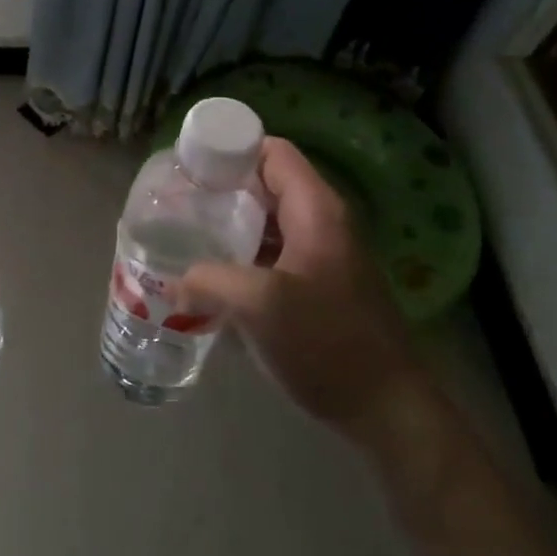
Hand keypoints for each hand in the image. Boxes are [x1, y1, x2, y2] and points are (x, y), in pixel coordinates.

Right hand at [179, 137, 417, 434]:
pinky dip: (242, 254)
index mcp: (316, 210)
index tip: (188, 166)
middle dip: (221, 188)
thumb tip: (173, 284)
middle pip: (266, 184)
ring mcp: (321, 255)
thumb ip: (209, 281)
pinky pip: (272, 253)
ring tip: (184, 234)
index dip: (230, 149)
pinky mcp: (317, 286)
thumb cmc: (327, 342)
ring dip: (229, 223)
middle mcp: (321, 222)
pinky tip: (212, 275)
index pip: (272, 151)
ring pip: (267, 221)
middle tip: (176, 202)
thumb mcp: (261, 305)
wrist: (384, 406)